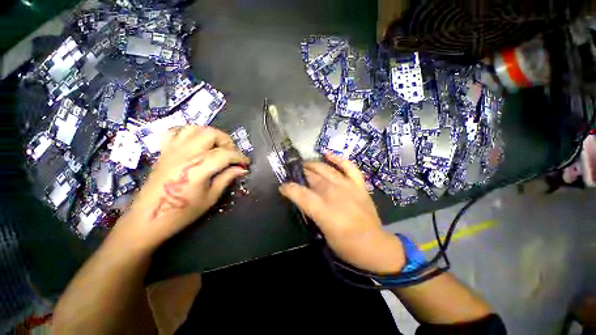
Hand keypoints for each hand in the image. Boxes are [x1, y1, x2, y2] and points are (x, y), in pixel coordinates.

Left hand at [117, 126, 249, 248]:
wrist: (147, 219)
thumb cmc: (181, 213)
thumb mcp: (210, 198)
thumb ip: (226, 179)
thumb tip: (241, 169)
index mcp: (197, 169)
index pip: (225, 154)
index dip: (239, 157)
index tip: (246, 163)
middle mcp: (184, 155)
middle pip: (210, 134)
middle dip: (227, 141)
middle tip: (232, 154)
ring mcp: (171, 150)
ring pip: (194, 129)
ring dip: (210, 135)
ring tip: (217, 147)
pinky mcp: (163, 152)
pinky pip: (175, 132)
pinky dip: (189, 133)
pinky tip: (196, 142)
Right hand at [279, 153, 405, 273]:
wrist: (374, 246)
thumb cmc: (345, 245)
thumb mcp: (322, 232)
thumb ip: (311, 213)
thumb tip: (302, 199)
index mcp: (324, 210)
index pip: (301, 194)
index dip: (289, 189)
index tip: (283, 187)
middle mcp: (335, 194)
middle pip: (313, 178)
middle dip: (301, 174)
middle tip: (295, 173)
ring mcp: (348, 187)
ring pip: (326, 170)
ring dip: (314, 165)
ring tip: (305, 164)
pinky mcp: (359, 185)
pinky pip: (349, 167)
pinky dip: (338, 159)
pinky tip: (328, 155)